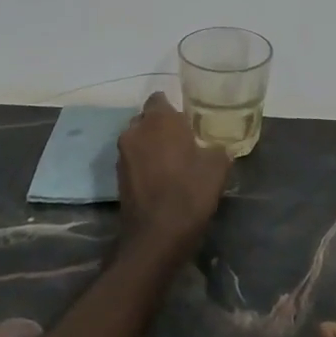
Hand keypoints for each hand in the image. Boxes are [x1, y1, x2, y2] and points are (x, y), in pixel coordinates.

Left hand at [115, 94, 227, 266]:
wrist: (156, 237)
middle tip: (183, 140)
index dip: (174, 108)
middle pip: (147, 119)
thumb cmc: (189, 193)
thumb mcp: (217, 168)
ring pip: (138, 139)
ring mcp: (123, 155)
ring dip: (151, 146)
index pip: (160, 98)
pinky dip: (144, 164)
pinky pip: (133, 160)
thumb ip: (217, 149)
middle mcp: (135, 131)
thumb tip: (217, 147)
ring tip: (173, 161)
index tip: (189, 121)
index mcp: (159, 120)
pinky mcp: (118, 177)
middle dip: (161, 126)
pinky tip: (162, 179)